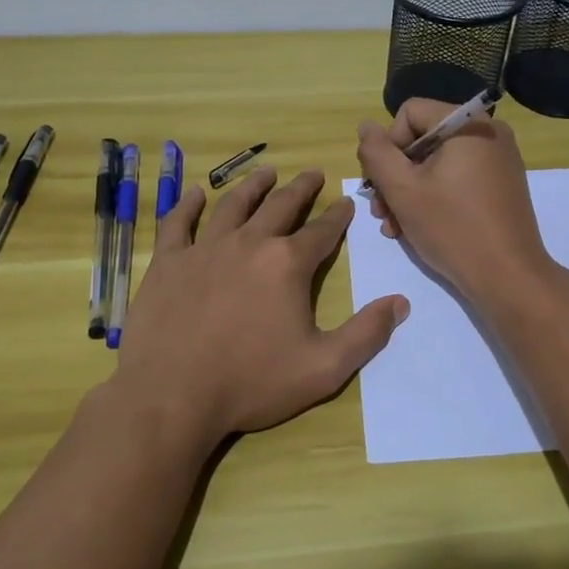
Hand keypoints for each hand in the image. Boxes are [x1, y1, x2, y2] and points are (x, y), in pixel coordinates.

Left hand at [111, 167, 408, 444]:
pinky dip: (188, 205)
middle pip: (280, 206)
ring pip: (233, 205)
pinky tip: (195, 195)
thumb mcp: (323, 368)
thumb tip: (401, 302)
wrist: (172, 396)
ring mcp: (204, 249)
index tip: (345, 201)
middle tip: (312, 173)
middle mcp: (249, 243)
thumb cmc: (252, 383)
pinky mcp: (168, 262)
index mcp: (287, 264)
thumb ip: (366, 334)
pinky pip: (178, 223)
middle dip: (301, 188)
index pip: (322, 231)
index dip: (337, 215)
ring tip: (266, 172)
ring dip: (252, 186)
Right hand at [356, 100, 555, 304]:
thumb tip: (366, 127)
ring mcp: (499, 160)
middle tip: (380, 212)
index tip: (382, 184)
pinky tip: (416, 227)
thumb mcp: (402, 189)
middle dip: (395, 175)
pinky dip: (434, 197)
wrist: (509, 278)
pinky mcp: (501, 185)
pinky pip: (457, 178)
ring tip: (393, 227)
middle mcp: (488, 132)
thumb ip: (376, 153)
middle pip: (423, 139)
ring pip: (437, 163)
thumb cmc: (452, 228)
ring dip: (409, 191)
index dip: (388, 146)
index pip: (410, 113)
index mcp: (468, 123)